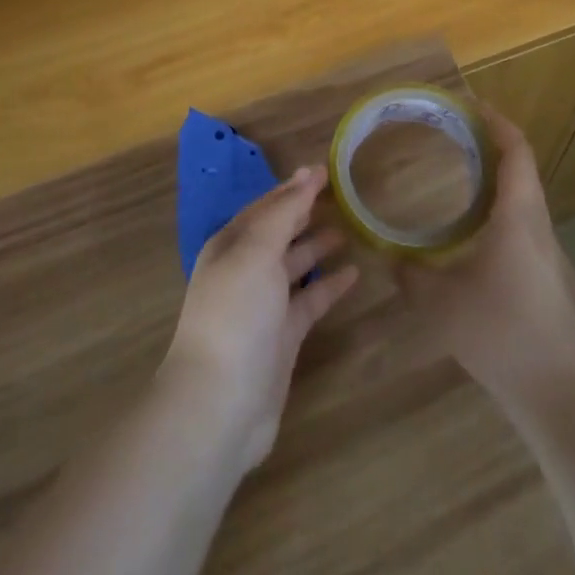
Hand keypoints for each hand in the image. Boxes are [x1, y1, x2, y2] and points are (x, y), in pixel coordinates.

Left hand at [163, 165, 359, 469]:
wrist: (220, 403)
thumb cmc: (235, 313)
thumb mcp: (256, 250)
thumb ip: (284, 212)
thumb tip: (308, 173)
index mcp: (231, 244)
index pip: (267, 206)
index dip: (294, 187)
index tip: (324, 170)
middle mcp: (246, 269)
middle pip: (280, 232)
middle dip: (305, 213)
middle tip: (341, 194)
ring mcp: (264, 304)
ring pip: (296, 264)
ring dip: (318, 246)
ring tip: (350, 228)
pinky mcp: (283, 336)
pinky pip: (310, 300)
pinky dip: (330, 285)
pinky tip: (354, 273)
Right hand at [396, 111, 574, 409]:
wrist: (558, 391)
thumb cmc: (501, 333)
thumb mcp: (441, 303)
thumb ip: (409, 275)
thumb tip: (385, 255)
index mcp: (516, 214)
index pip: (515, 150)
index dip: (495, 122)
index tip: (468, 106)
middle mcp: (535, 221)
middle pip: (520, 165)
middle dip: (490, 141)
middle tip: (452, 131)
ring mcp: (543, 247)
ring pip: (522, 191)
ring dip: (495, 171)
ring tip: (458, 165)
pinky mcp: (542, 269)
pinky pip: (521, 215)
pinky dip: (498, 199)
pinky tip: (471, 221)